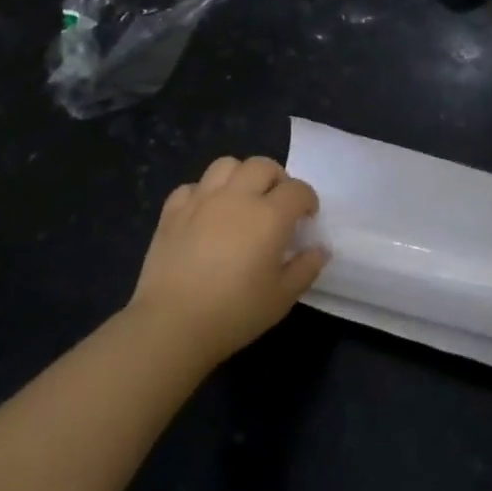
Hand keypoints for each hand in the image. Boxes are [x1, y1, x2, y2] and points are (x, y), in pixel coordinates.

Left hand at [128, 156, 326, 369]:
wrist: (172, 325)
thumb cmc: (235, 312)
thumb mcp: (282, 297)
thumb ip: (306, 268)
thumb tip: (319, 249)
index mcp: (269, 216)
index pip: (298, 189)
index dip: (308, 200)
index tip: (307, 218)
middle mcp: (237, 197)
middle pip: (262, 166)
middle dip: (277, 179)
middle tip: (277, 204)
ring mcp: (201, 201)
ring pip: (226, 165)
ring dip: (240, 176)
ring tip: (242, 200)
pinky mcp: (172, 213)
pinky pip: (191, 187)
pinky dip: (204, 193)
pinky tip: (206, 214)